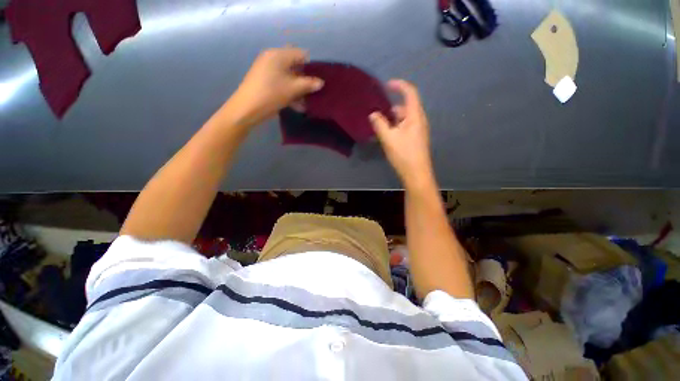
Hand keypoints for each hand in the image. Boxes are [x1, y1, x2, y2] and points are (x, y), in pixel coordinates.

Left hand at [226, 47, 323, 126]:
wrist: (247, 108)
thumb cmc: (271, 94)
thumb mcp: (293, 89)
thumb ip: (308, 84)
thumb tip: (321, 83)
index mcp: (278, 55)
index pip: (300, 54)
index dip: (311, 66)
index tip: (317, 81)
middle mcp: (272, 59)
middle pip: (294, 66)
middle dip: (305, 80)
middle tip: (313, 92)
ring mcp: (267, 71)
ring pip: (288, 77)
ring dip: (299, 89)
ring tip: (307, 103)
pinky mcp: (265, 82)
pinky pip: (281, 84)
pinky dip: (290, 93)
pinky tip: (298, 106)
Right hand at [369, 80, 433, 187]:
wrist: (417, 174)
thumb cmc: (404, 154)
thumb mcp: (388, 139)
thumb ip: (379, 124)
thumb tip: (373, 114)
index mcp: (415, 116)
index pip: (410, 92)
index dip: (399, 85)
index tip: (386, 85)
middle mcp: (419, 120)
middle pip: (406, 106)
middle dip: (392, 107)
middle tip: (379, 114)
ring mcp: (419, 130)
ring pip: (405, 118)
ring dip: (393, 119)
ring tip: (380, 127)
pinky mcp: (416, 138)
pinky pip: (406, 126)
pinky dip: (396, 126)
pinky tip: (388, 136)